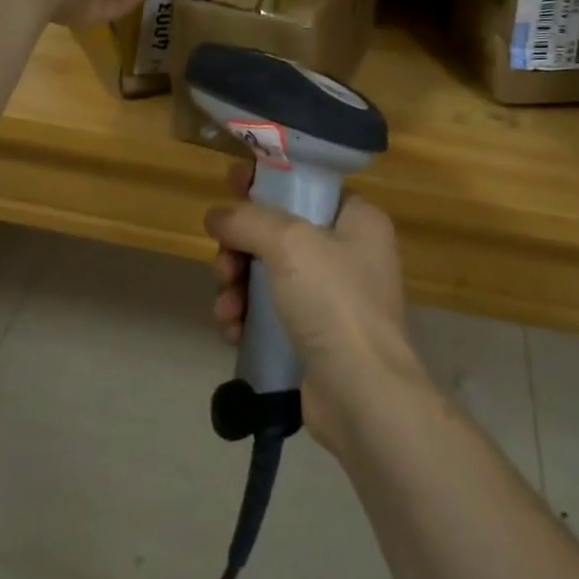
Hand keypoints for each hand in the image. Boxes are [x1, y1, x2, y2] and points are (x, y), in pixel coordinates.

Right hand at [206, 162, 424, 448]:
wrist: (362, 395)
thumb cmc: (333, 301)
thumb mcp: (289, 243)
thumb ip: (248, 219)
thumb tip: (216, 215)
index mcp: (358, 219)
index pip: (306, 187)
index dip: (266, 183)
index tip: (229, 183)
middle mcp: (349, 253)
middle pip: (278, 234)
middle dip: (240, 249)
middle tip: (224, 265)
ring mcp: (334, 298)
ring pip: (268, 274)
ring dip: (237, 287)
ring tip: (227, 308)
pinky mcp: (316, 336)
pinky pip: (271, 313)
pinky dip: (247, 317)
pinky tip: (231, 330)